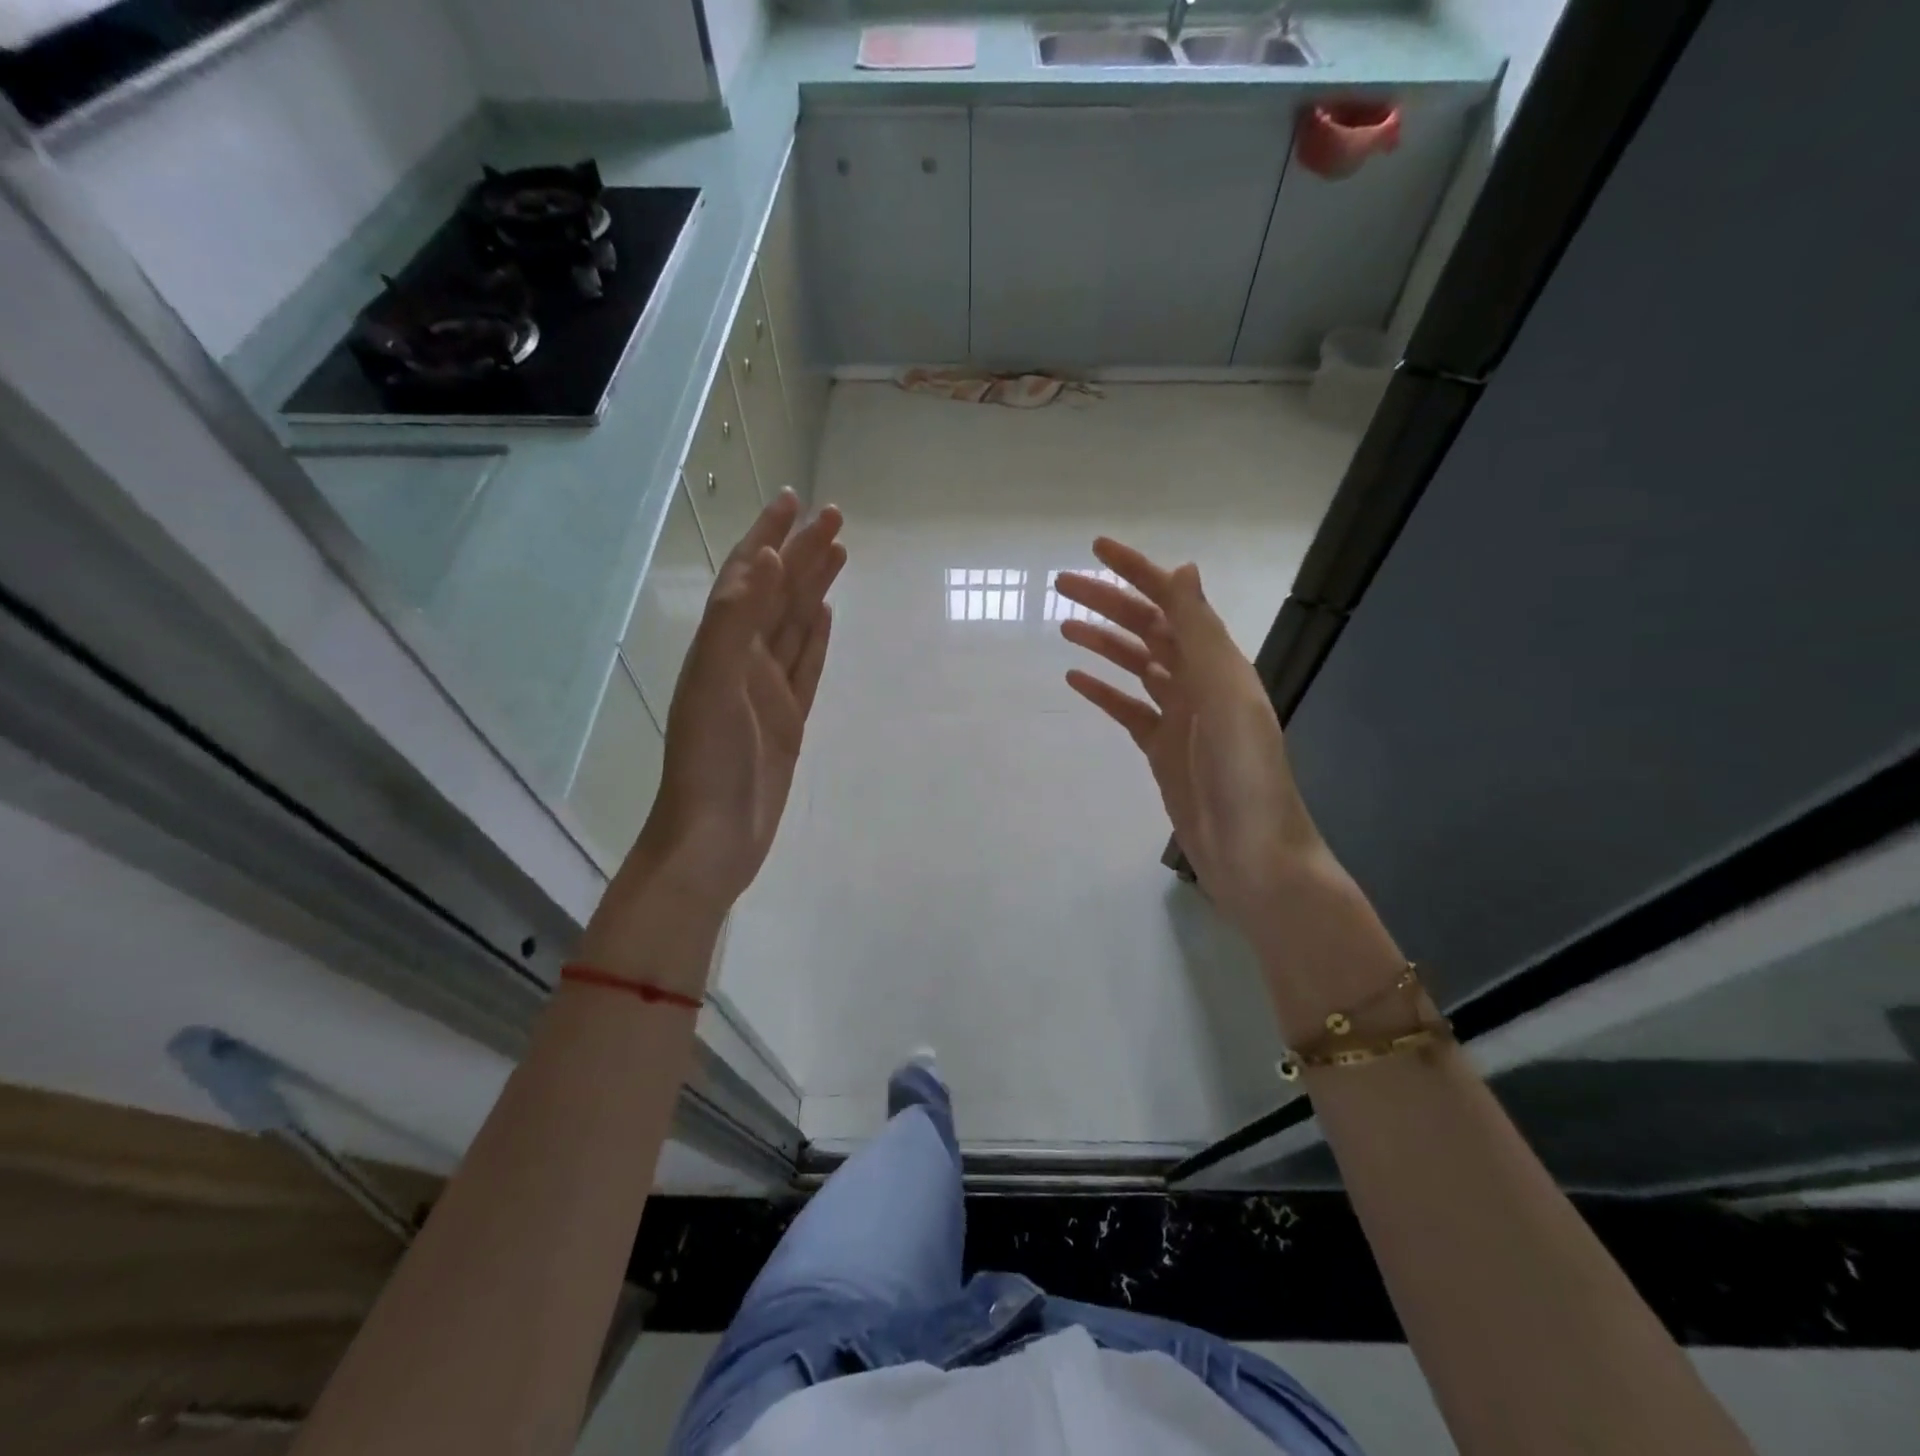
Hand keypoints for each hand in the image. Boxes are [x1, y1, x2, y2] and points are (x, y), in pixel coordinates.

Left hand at [626, 488, 844, 920]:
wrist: (714, 839)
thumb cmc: (709, 763)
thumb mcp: (715, 686)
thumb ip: (736, 622)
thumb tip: (766, 559)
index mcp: (721, 647)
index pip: (748, 577)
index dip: (768, 536)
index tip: (793, 499)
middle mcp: (743, 660)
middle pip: (777, 595)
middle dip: (802, 553)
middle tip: (834, 517)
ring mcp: (767, 691)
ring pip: (794, 625)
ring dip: (812, 588)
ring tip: (837, 554)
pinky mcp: (788, 719)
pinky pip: (805, 667)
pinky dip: (815, 639)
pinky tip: (824, 617)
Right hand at [1055, 539, 1328, 945]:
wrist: (1253, 856)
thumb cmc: (1244, 776)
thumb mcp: (1226, 698)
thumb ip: (1203, 636)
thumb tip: (1184, 570)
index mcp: (1218, 663)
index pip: (1172, 603)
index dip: (1136, 572)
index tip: (1095, 550)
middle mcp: (1200, 681)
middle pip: (1147, 629)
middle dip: (1108, 602)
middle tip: (1061, 585)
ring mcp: (1181, 716)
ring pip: (1136, 665)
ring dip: (1103, 642)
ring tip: (1063, 625)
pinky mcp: (1162, 749)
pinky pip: (1128, 709)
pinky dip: (1103, 691)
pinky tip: (1075, 680)